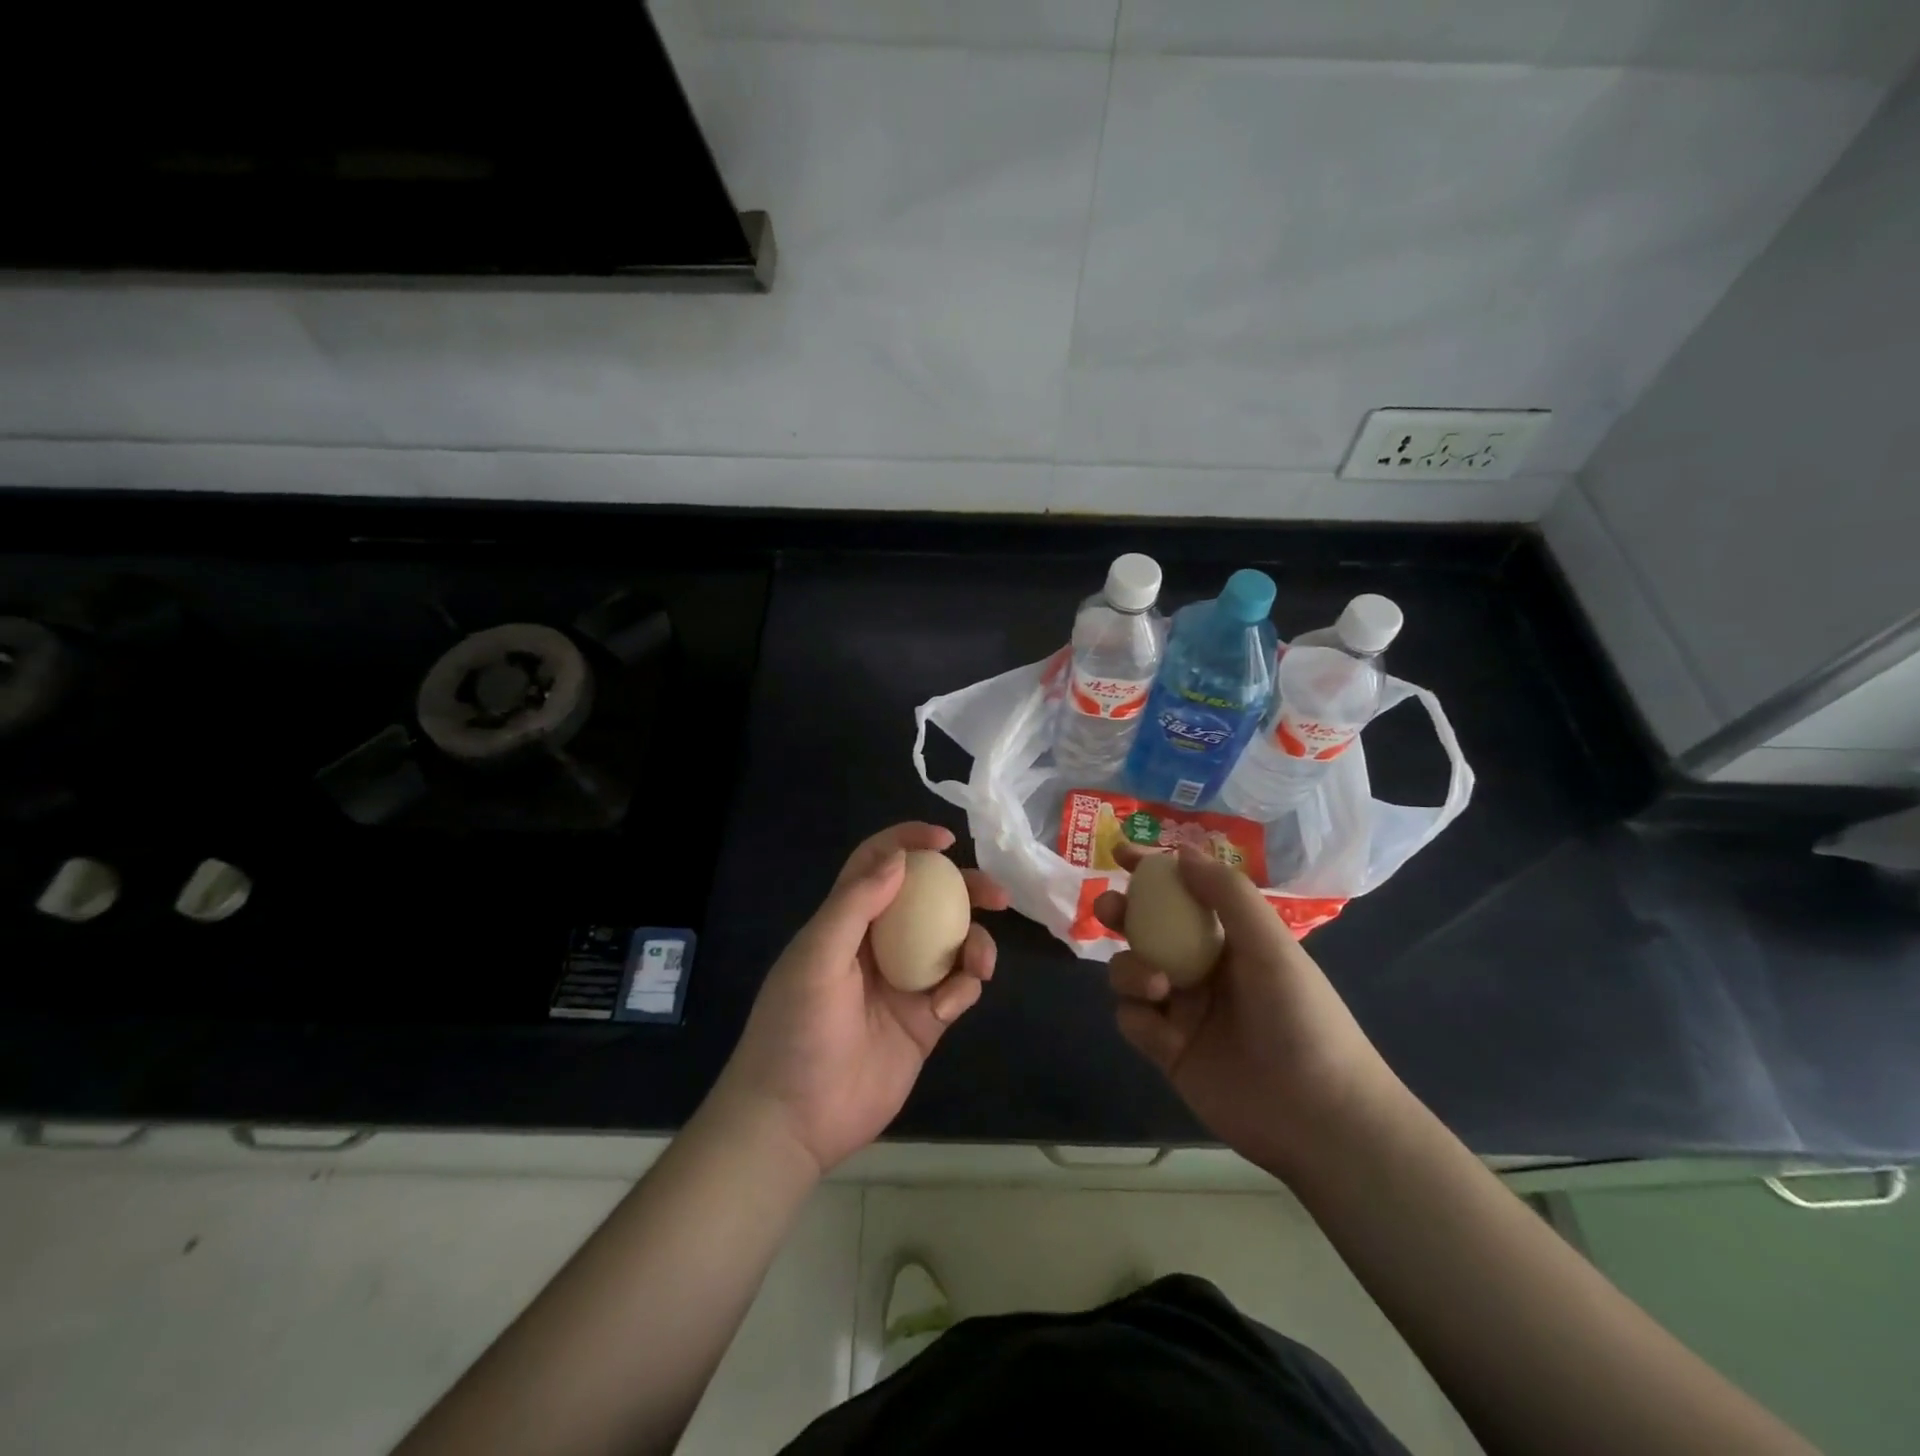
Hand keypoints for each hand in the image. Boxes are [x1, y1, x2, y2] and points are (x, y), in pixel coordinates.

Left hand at [713, 822, 1008, 1175]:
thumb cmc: (796, 1029)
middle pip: (928, 901)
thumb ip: (856, 903)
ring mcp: (904, 982)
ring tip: (980, 961)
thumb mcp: (817, 957)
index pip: (878, 865)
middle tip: (996, 893)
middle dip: (964, 889)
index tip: (945, 840)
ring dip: (974, 943)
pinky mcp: (924, 1021)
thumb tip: (899, 858)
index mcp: (846, 921)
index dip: (908, 842)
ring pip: (952, 944)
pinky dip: (963, 989)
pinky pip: (956, 989)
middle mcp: (879, 944)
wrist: (794, 1120)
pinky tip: (949, 1005)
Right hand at [1093, 844, 1395, 1176]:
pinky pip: (1132, 1019)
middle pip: (1147, 929)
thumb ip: (1227, 894)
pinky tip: (1161, 1029)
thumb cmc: (1301, 1018)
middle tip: (1110, 908)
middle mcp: (1202, 968)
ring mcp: (1182, 1010)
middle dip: (1123, 914)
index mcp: (1231, 940)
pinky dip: (1137, 1016)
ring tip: (1155, 984)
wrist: (1317, 1117)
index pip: (1185, 892)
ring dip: (1131, 968)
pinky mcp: (1167, 1050)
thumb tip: (1181, 852)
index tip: (1121, 852)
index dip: (1153, 870)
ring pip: (1132, 971)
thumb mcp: (1271, 945)